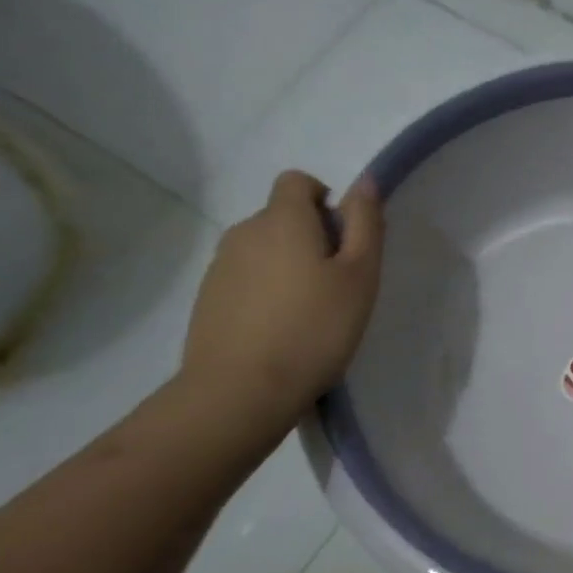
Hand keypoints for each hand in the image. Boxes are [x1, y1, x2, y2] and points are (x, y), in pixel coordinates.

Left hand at [181, 170, 384, 421]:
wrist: (240, 391)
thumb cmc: (314, 329)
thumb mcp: (360, 275)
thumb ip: (365, 223)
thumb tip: (364, 181)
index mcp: (283, 220)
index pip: (297, 181)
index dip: (323, 199)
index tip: (342, 239)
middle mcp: (245, 232)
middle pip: (281, 217)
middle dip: (309, 237)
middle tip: (336, 284)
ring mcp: (220, 267)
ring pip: (262, 250)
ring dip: (286, 266)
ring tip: (308, 313)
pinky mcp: (207, 300)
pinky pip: (244, 280)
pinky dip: (264, 293)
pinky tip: (280, 332)